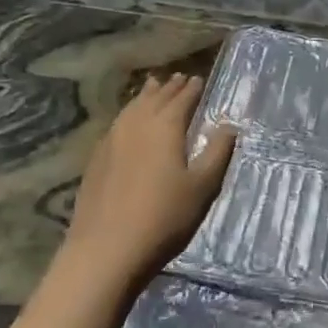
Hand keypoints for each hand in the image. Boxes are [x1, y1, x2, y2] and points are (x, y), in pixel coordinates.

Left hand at [63, 74, 236, 286]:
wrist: (106, 249)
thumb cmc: (164, 218)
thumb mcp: (202, 187)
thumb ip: (218, 152)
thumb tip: (230, 125)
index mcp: (166, 126)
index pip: (182, 99)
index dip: (192, 89)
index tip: (199, 79)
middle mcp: (137, 124)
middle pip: (156, 98)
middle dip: (170, 87)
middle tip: (180, 78)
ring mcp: (112, 139)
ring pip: (133, 107)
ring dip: (146, 95)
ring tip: (154, 86)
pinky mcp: (97, 157)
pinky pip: (118, 122)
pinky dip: (129, 113)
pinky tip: (129, 121)